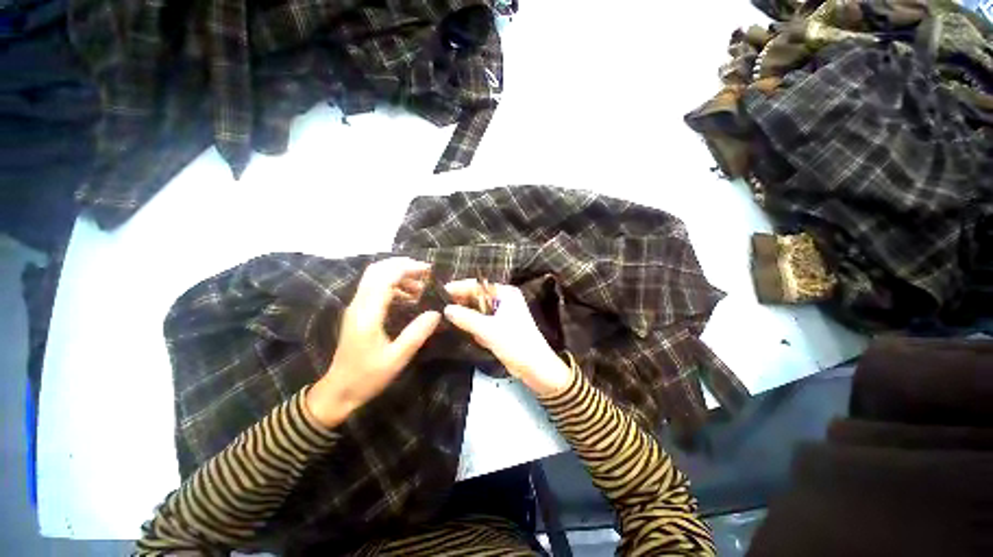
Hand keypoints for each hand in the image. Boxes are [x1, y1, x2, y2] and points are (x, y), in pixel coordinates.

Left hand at [306, 258, 440, 427]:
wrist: (338, 391)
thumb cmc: (368, 376)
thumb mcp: (397, 358)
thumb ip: (417, 333)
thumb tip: (436, 312)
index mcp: (367, 314)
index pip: (385, 278)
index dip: (407, 269)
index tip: (429, 270)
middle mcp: (358, 305)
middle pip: (377, 270)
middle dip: (402, 265)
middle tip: (425, 273)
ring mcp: (356, 307)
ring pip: (374, 277)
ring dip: (398, 275)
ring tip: (420, 287)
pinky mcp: (357, 312)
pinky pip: (374, 288)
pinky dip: (392, 285)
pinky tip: (407, 297)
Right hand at [443, 281, 571, 395]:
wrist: (535, 367)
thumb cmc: (515, 343)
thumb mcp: (488, 330)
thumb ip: (466, 318)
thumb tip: (446, 309)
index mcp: (506, 293)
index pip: (478, 285)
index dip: (459, 287)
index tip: (441, 292)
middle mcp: (504, 299)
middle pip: (477, 297)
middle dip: (461, 302)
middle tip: (439, 306)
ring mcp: (503, 313)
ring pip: (478, 310)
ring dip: (465, 314)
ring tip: (444, 316)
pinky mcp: (500, 327)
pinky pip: (482, 321)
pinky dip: (473, 325)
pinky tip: (460, 328)